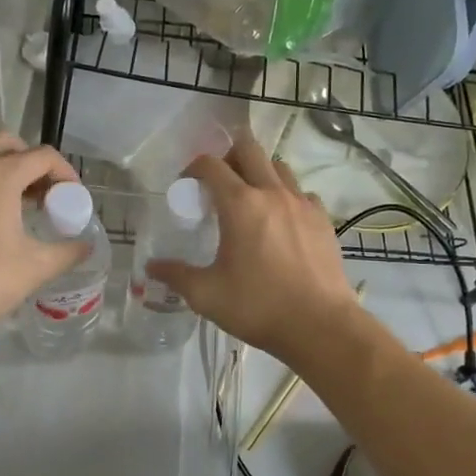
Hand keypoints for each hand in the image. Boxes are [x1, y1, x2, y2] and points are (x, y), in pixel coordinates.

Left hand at [0, 133, 86, 348]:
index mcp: (0, 175)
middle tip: (47, 195)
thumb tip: (86, 247)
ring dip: (10, 174)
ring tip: (27, 210)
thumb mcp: (36, 268)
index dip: (66, 173)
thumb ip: (67, 252)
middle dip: (33, 163)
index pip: (43, 156)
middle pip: (9, 145)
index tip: (74, 200)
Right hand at [145, 136, 361, 366]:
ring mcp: (302, 203)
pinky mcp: (323, 219)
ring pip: (279, 167)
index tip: (186, 186)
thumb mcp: (207, 295)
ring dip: (260, 172)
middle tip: (219, 182)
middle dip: (229, 156)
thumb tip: (151, 267)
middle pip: (249, 149)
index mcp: (240, 205)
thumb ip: (176, 275)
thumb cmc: (258, 306)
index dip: (193, 168)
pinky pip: (302, 192)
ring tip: (250, 199)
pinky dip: (287, 196)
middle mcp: (272, 193)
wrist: (321, 326)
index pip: (211, 165)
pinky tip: (281, 221)